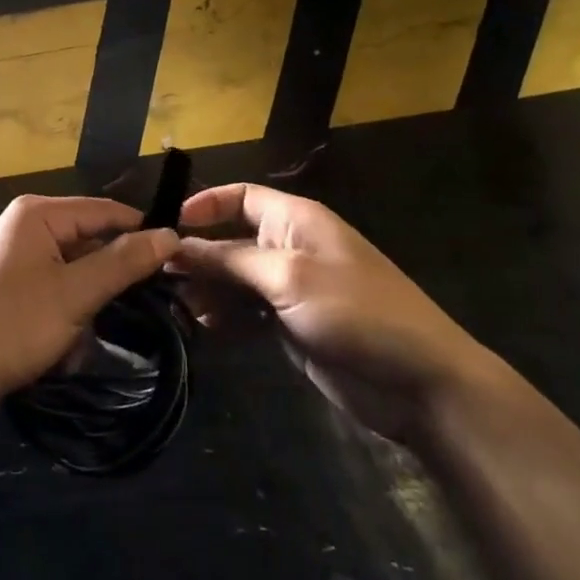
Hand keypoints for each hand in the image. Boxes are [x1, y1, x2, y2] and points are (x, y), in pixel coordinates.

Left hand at [0, 195, 180, 408]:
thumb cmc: (11, 327)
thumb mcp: (75, 294)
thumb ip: (124, 262)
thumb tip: (170, 234)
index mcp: (37, 213)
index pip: (105, 210)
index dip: (142, 233)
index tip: (177, 263)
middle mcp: (23, 225)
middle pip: (88, 241)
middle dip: (107, 282)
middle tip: (131, 313)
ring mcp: (13, 257)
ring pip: (73, 273)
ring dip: (85, 308)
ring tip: (80, 341)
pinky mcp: (7, 287)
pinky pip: (53, 291)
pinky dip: (64, 317)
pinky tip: (60, 350)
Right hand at [175, 183, 490, 438]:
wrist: (419, 383)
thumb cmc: (355, 311)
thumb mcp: (287, 277)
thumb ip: (229, 260)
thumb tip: (177, 246)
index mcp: (295, 219)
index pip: (240, 196)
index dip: (204, 205)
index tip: (167, 226)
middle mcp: (290, 246)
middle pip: (231, 238)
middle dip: (198, 254)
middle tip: (160, 277)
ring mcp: (291, 287)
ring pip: (235, 278)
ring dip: (208, 288)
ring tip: (180, 306)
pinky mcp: (292, 323)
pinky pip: (248, 310)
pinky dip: (226, 315)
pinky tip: (206, 327)